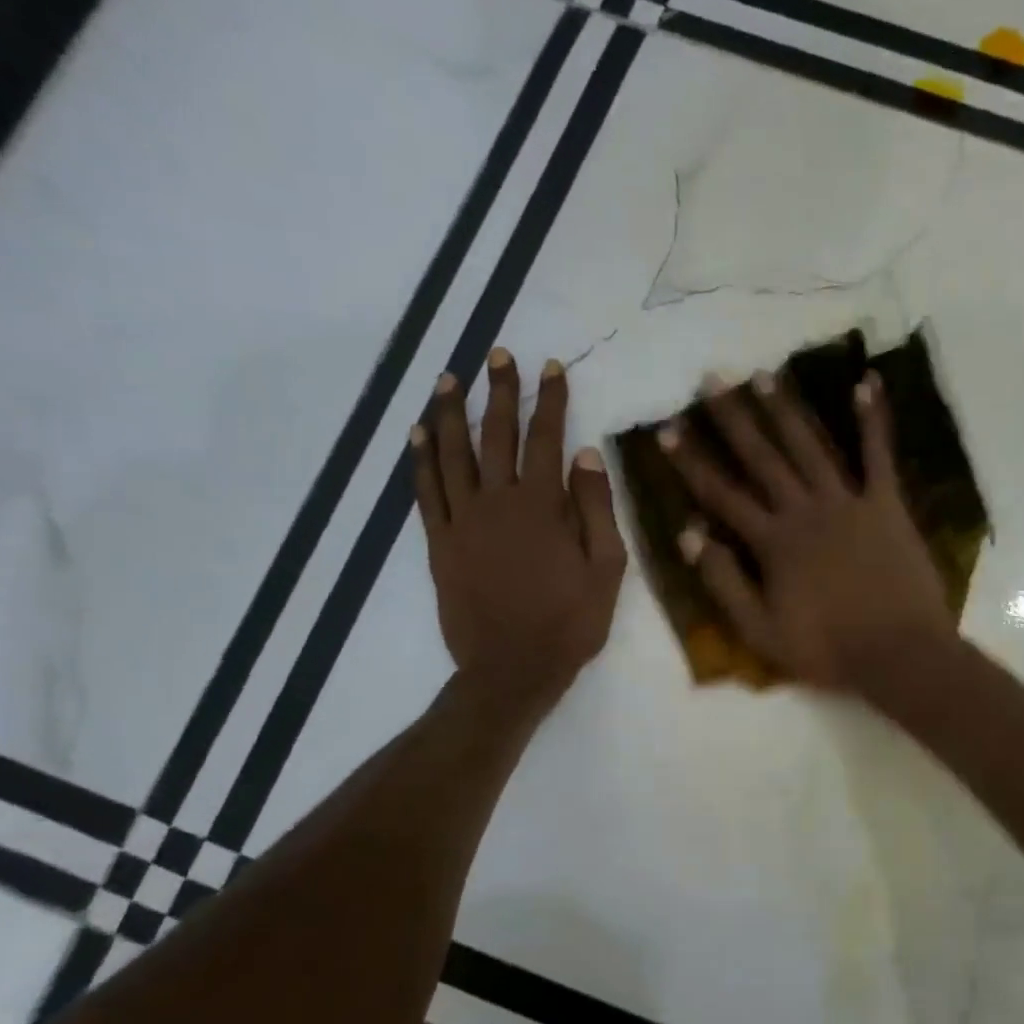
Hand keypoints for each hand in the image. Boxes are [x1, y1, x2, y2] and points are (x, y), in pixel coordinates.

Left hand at [411, 349, 626, 715]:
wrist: (512, 668)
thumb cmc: (569, 622)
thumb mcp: (605, 568)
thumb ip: (596, 509)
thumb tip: (587, 454)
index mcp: (542, 506)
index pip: (546, 438)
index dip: (549, 400)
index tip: (550, 366)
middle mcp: (497, 502)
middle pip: (495, 435)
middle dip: (498, 391)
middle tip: (496, 354)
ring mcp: (462, 521)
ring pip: (452, 454)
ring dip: (451, 412)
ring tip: (449, 378)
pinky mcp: (439, 543)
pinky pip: (425, 491)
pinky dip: (420, 459)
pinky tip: (418, 433)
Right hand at [661, 369, 955, 693]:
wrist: (898, 653)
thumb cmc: (827, 649)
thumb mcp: (760, 631)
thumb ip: (723, 582)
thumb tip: (688, 535)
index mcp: (772, 543)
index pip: (722, 494)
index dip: (692, 462)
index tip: (668, 428)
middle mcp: (805, 511)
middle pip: (762, 458)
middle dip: (734, 418)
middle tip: (712, 378)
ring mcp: (848, 503)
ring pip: (809, 447)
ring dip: (785, 409)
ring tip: (764, 373)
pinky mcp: (887, 505)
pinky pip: (878, 455)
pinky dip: (873, 419)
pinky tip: (866, 382)